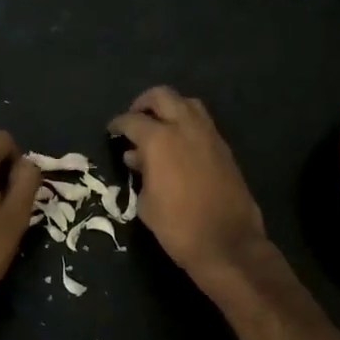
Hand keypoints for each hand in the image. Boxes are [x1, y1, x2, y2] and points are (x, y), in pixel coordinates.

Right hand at [109, 87, 269, 287]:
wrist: (227, 243)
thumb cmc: (177, 226)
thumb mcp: (146, 202)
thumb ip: (141, 172)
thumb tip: (137, 158)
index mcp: (160, 139)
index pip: (132, 120)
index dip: (118, 124)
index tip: (112, 131)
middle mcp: (185, 127)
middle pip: (162, 96)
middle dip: (144, 103)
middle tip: (135, 119)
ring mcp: (209, 135)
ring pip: (187, 103)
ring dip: (170, 109)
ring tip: (158, 128)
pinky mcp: (224, 148)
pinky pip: (202, 123)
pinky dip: (187, 124)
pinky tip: (179, 145)